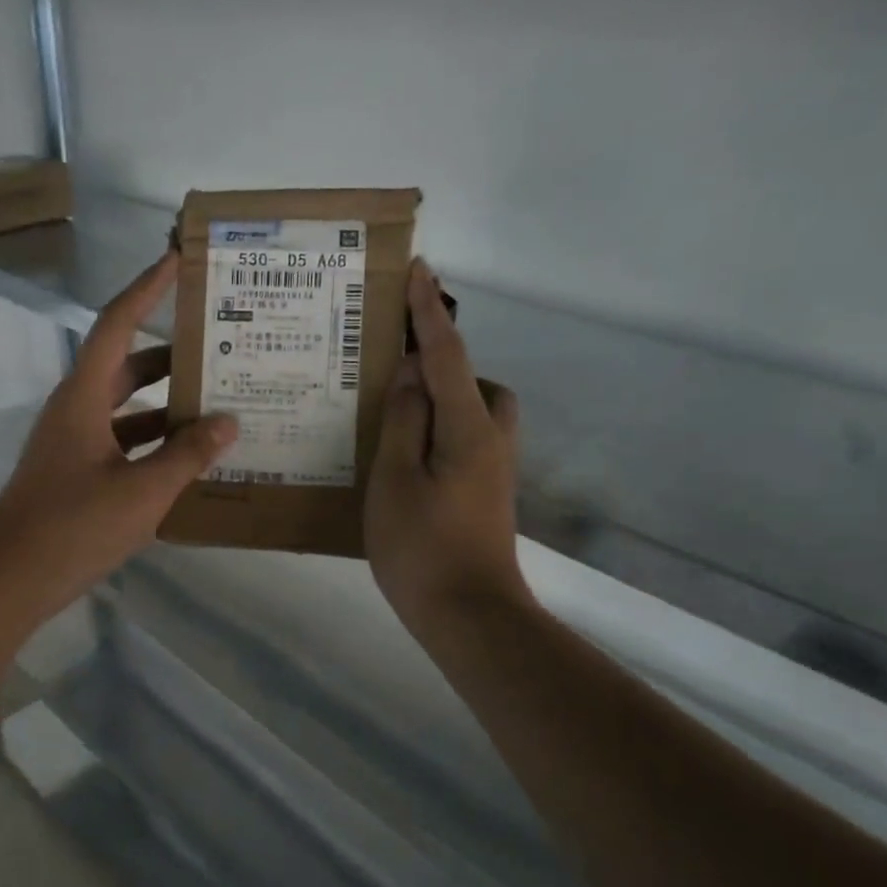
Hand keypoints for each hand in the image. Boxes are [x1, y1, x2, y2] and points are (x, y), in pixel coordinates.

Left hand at [0, 251, 236, 620]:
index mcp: (84, 397)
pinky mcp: (77, 475)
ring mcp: (74, 444)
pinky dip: (155, 445)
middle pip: (126, 366)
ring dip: (166, 405)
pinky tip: (189, 461)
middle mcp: (76, 411)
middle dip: (170, 354)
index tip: (176, 259)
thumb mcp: (141, 492)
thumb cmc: (73, 527)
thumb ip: (187, 456)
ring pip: (127, 409)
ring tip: (216, 403)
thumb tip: (227, 422)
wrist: (11, 579)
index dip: (147, 289)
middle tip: (217, 345)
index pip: (117, 324)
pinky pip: (124, 444)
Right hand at [366, 260, 528, 632]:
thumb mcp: (396, 480)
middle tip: (392, 377)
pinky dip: (439, 432)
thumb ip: (404, 421)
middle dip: (441, 366)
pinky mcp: (487, 492)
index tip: (418, 270)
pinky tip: (405, 455)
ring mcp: (494, 469)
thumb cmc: (423, 549)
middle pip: (473, 382)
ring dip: (441, 402)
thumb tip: (412, 375)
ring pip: (472, 413)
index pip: (449, 354)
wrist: (470, 616)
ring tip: (393, 418)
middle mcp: (492, 439)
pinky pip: (464, 440)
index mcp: (469, 427)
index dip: (429, 312)